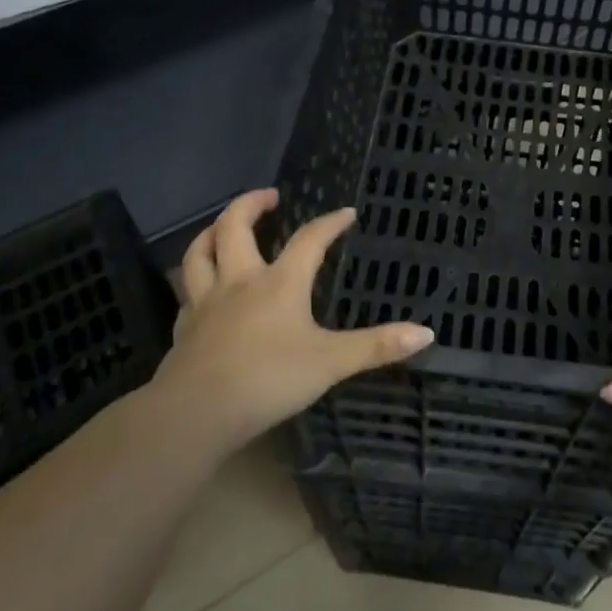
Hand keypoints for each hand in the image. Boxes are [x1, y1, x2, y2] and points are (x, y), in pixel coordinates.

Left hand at [148, 188, 433, 459]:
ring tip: (225, 226)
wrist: (194, 414)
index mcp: (279, 282)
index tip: (346, 213)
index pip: (309, 239)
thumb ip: (376, 346)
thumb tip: (427, 333)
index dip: (330, 223)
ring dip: (212, 232)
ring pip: (200, 253)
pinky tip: (203, 291)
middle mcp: (240, 281)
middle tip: (270, 196)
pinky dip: (196, 283)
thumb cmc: (268, 380)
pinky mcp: (184, 330)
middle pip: (235, 226)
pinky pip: (187, 294)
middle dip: (251, 204)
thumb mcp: (331, 363)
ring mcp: (206, 304)